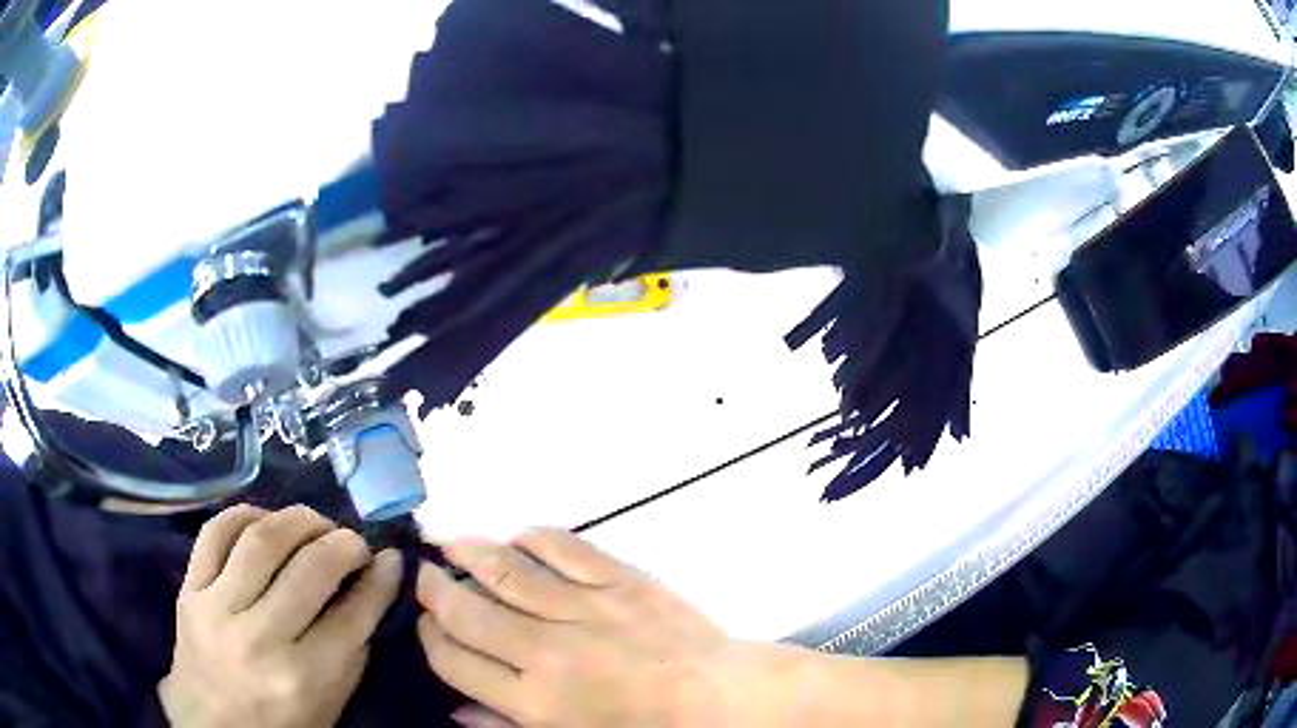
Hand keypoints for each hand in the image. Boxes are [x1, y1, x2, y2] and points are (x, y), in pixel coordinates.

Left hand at [161, 505, 402, 727]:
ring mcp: (216, 608)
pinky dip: (246, 514)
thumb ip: (352, 648)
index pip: (351, 617)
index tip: (391, 560)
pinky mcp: (188, 589)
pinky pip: (215, 532)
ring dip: (298, 520)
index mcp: (302, 678)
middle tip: (354, 542)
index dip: (379, 582)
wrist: (212, 725)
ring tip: (315, 524)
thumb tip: (373, 586)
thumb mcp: (331, 703)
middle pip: (309, 569)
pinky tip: (265, 519)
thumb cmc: (281, 723)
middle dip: (343, 544)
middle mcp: (259, 639)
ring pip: (262, 539)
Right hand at [417, 529, 733, 726]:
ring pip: (505, 570)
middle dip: (433, 590)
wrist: (718, 697)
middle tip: (423, 576)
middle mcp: (547, 651)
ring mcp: (585, 609)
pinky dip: (532, 538)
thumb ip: (508, 727)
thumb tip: (456, 710)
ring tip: (447, 541)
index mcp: (534, 701)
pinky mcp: (620, 580)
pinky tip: (517, 538)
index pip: (453, 660)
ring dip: (467, 551)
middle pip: (466, 611)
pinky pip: (564, 547)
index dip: (429, 639)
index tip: (426, 626)